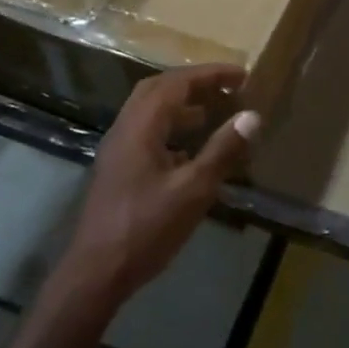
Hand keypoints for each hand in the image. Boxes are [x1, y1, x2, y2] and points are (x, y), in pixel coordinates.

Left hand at [59, 65, 259, 307]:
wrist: (96, 272)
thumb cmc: (146, 228)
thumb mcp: (193, 190)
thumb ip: (222, 150)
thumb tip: (252, 116)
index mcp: (141, 125)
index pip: (177, 82)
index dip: (211, 74)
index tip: (242, 75)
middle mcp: (125, 128)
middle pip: (159, 89)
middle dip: (194, 83)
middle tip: (226, 88)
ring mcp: (118, 149)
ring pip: (150, 111)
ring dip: (181, 104)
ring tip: (213, 113)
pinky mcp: (118, 169)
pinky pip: (146, 132)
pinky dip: (170, 128)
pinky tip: (189, 151)